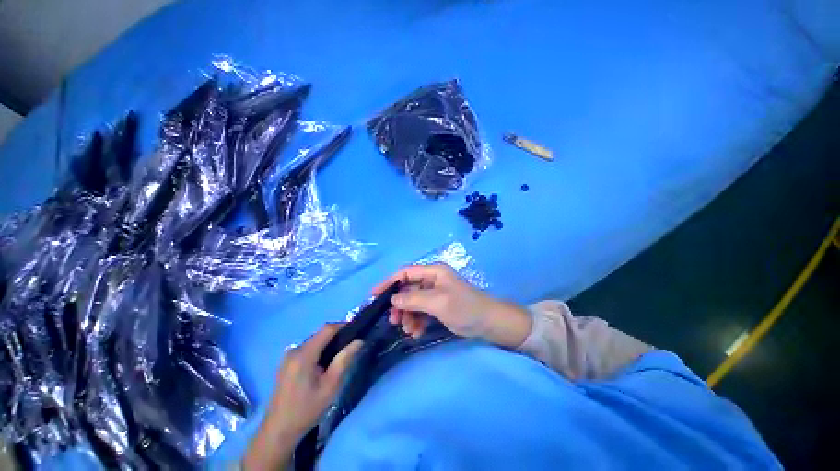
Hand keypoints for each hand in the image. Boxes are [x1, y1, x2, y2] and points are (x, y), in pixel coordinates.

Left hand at [243, 324, 362, 470]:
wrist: (278, 432)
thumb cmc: (306, 410)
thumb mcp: (330, 386)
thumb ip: (344, 360)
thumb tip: (359, 340)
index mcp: (303, 355)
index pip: (327, 329)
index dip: (343, 325)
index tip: (357, 330)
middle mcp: (294, 350)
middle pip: (320, 334)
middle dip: (337, 336)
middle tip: (352, 346)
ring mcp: (288, 356)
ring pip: (314, 341)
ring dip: (329, 344)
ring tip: (341, 355)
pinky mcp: (287, 363)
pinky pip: (308, 349)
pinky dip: (319, 351)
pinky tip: (325, 364)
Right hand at [372, 264, 531, 348]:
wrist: (489, 323)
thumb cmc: (464, 308)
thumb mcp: (437, 302)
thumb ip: (413, 299)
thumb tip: (392, 299)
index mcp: (433, 272)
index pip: (405, 273)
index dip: (389, 282)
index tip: (374, 296)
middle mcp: (433, 280)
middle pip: (408, 289)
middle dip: (399, 305)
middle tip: (393, 321)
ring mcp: (436, 294)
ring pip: (413, 302)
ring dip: (408, 315)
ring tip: (408, 330)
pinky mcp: (438, 306)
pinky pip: (421, 311)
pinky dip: (417, 321)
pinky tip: (416, 332)